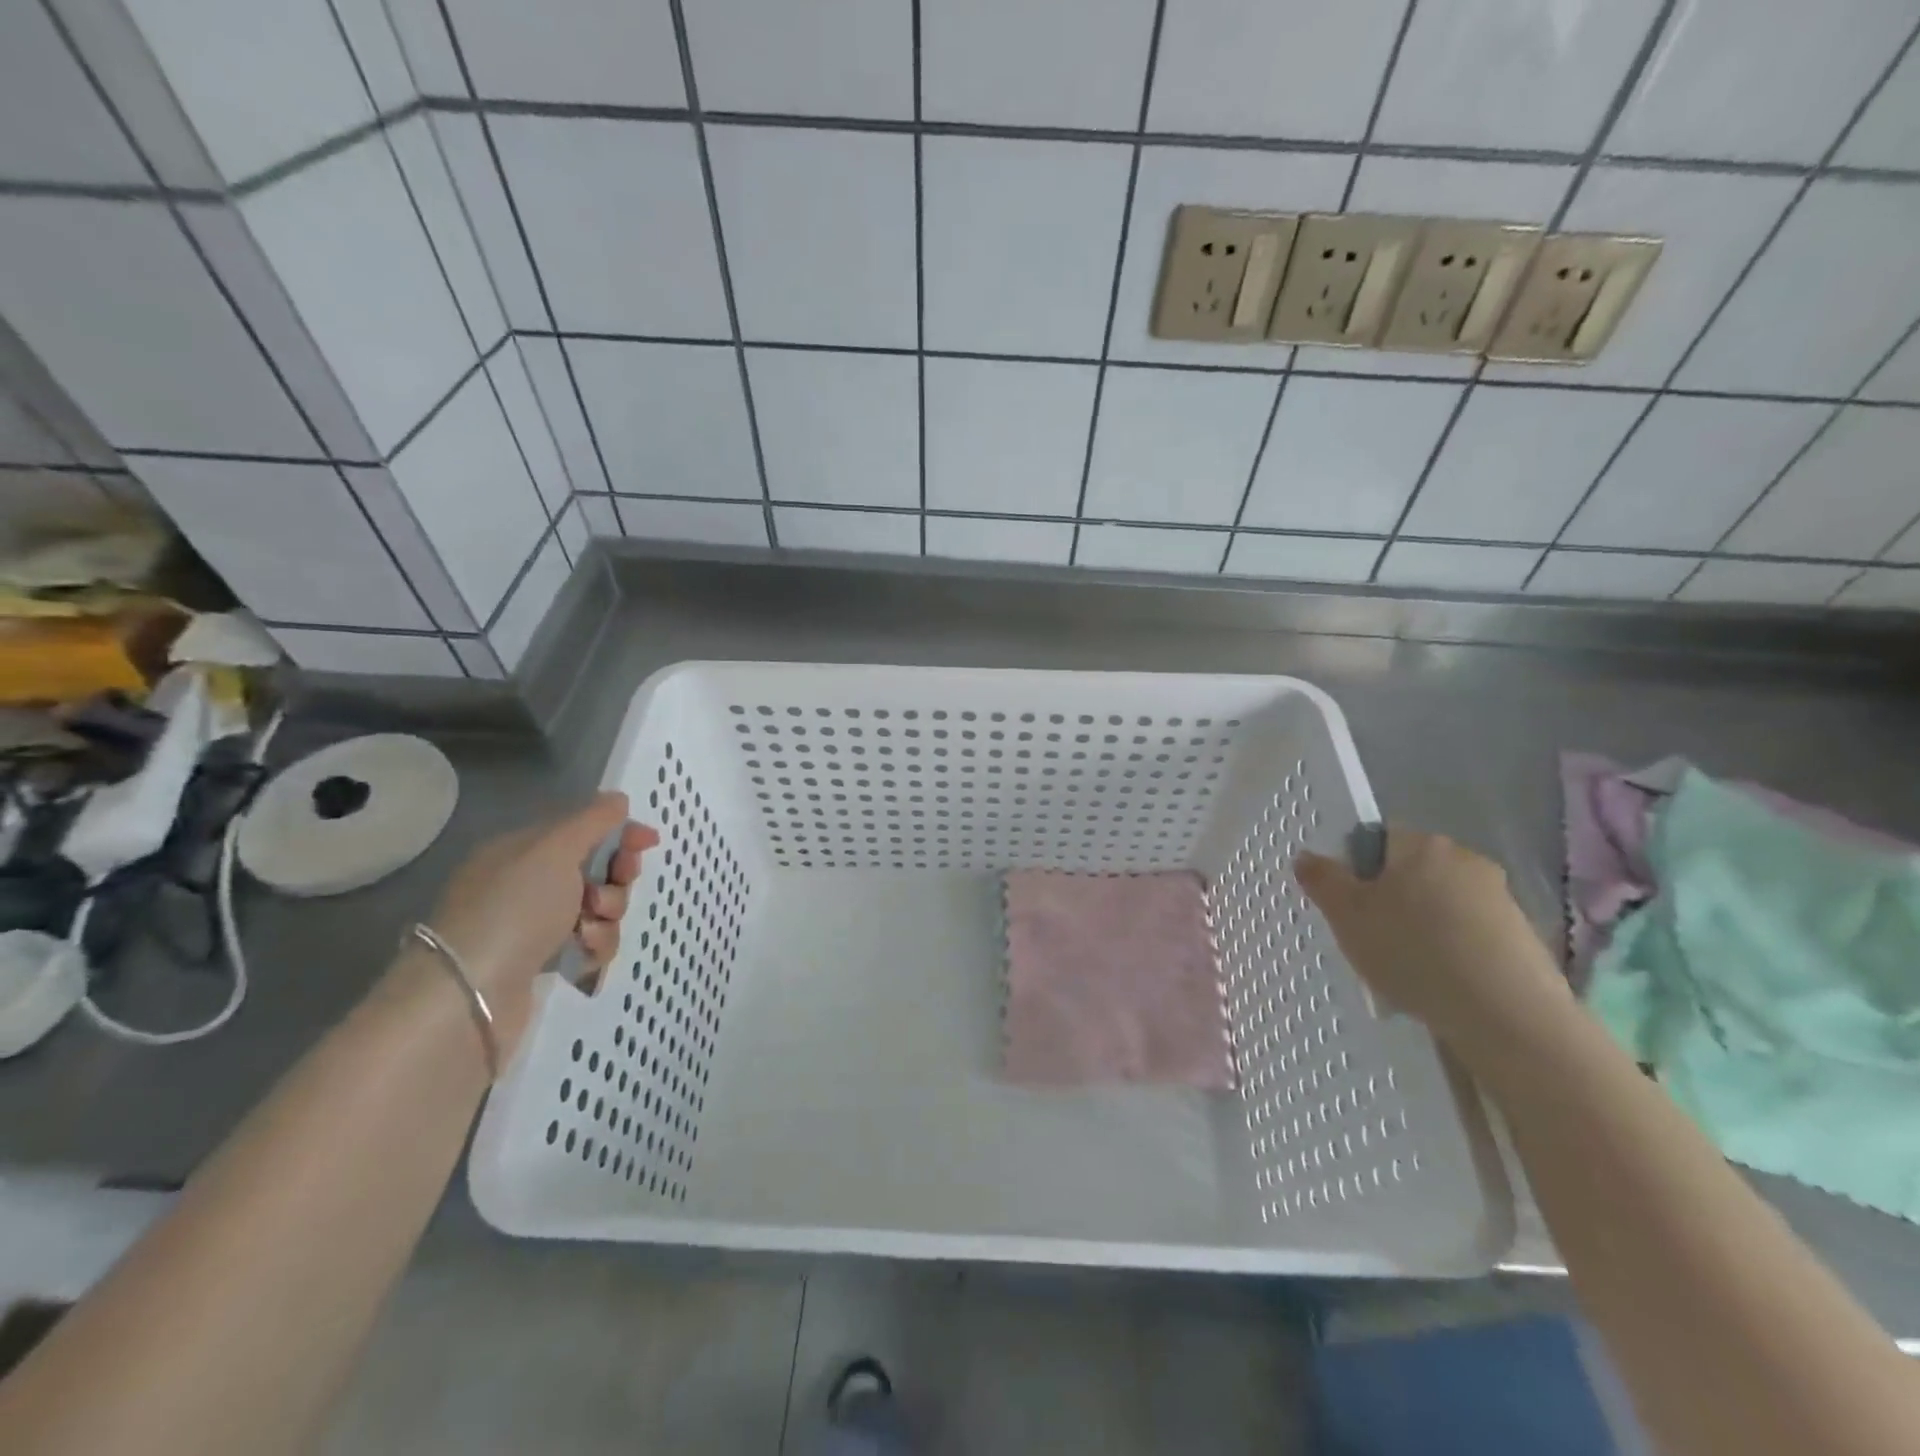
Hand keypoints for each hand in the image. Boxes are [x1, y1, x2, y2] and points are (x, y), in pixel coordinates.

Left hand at [411, 793, 657, 1057]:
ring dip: (607, 917)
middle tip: (606, 895)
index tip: (649, 842)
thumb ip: (592, 820)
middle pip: (596, 869)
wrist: (470, 997)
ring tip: (588, 932)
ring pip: (599, 909)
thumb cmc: (512, 910)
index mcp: (521, 850)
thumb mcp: (554, 850)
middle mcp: (527, 884)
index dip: (619, 832)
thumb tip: (617, 799)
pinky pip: (590, 943)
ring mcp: (534, 925)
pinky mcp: (543, 962)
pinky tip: (582, 954)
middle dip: (614, 880)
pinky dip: (595, 946)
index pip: (582, 829)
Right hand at [1294, 827, 1573, 1064]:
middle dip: (1391, 900)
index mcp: (1421, 844)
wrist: (1508, 1016)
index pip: (1378, 840)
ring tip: (1408, 970)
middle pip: (1412, 872)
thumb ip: (1322, 880)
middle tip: (1372, 939)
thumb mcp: (1347, 917)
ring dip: (1423, 927)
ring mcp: (1500, 897)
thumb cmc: (1414, 953)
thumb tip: (1307, 856)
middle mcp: (1465, 858)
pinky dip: (1453, 951)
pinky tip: (1443, 984)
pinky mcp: (1523, 935)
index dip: (1357, 870)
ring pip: (1441, 904)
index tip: (1350, 907)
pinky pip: (1470, 933)